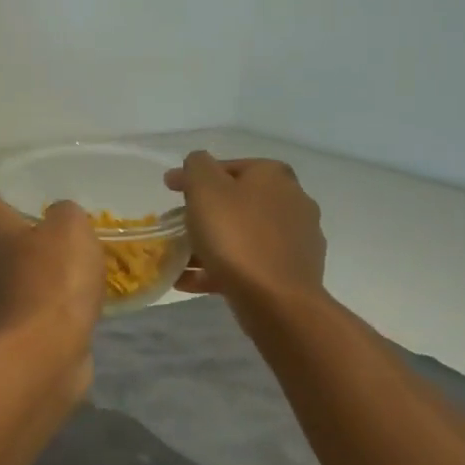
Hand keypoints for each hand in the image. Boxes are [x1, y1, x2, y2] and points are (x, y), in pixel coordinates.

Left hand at [0, 182, 103, 385]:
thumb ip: (65, 213)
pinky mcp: (7, 329)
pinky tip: (55, 295)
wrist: (44, 352)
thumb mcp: (71, 230)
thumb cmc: (53, 281)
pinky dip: (29, 294)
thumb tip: (58, 214)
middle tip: (20, 218)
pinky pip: (16, 301)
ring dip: (13, 263)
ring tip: (43, 256)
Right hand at [164, 153, 327, 315]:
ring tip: (178, 259)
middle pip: (236, 202)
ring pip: (241, 235)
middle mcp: (292, 201)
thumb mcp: (205, 189)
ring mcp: (296, 239)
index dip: (194, 177)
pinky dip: (220, 268)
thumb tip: (198, 163)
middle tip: (174, 226)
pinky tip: (192, 281)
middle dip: (203, 213)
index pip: (227, 167)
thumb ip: (197, 166)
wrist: (277, 300)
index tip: (168, 190)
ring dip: (210, 243)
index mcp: (273, 176)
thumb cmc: (236, 237)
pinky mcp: (293, 272)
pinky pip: (248, 263)